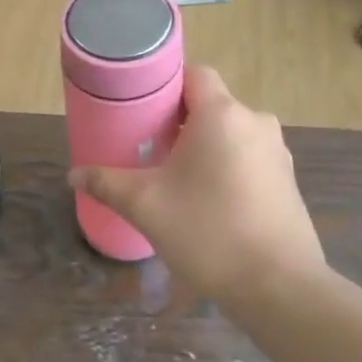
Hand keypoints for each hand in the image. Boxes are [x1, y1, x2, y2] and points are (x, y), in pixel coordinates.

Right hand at [69, 67, 326, 300]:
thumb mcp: (146, 206)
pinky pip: (248, 158)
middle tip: (148, 148)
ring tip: (175, 178)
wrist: (279, 288)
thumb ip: (106, 183)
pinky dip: (226, 167)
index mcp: (222, 114)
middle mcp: (255, 122)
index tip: (141, 110)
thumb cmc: (208, 232)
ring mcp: (277, 153)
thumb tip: (74, 175)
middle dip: (179, 122)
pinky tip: (208, 202)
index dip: (165, 85)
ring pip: (230, 134)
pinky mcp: (288, 181)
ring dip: (204, 147)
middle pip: (211, 105)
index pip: (194, 74)